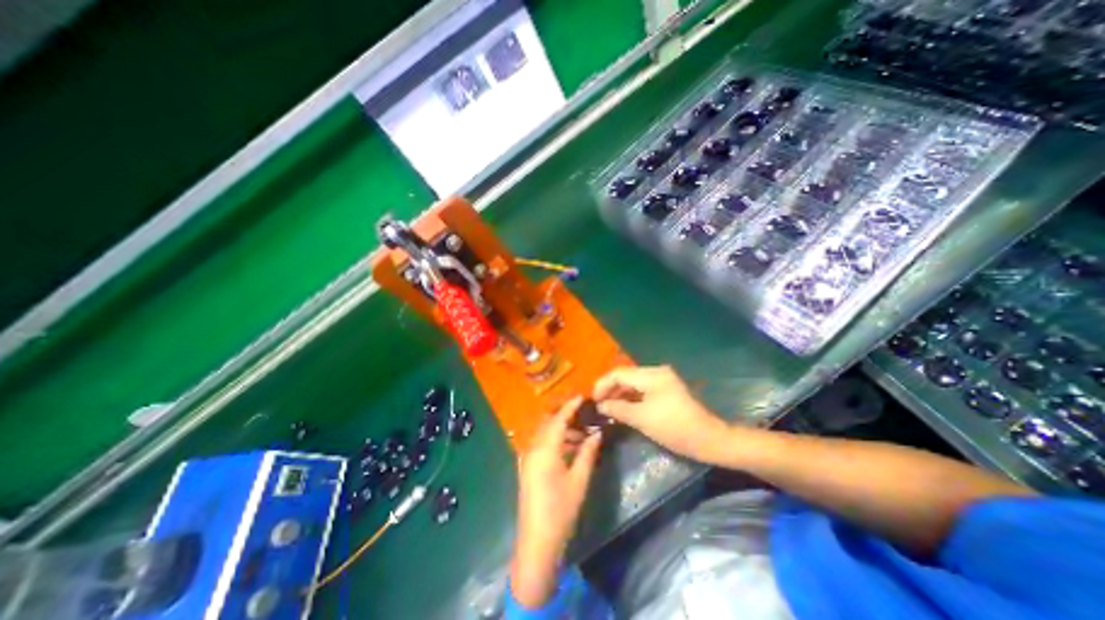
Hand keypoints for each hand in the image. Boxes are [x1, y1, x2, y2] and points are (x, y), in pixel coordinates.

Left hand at [512, 395, 602, 608]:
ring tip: (582, 434)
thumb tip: (597, 433)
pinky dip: (555, 440)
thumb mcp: (579, 481)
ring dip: (561, 429)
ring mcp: (528, 458)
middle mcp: (533, 448)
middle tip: (585, 415)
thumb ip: (587, 453)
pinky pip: (542, 444)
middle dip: (565, 416)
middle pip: (549, 423)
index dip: (570, 406)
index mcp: (545, 450)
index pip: (559, 419)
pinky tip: (570, 447)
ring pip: (545, 433)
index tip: (582, 396)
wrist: (536, 542)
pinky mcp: (528, 467)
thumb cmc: (560, 510)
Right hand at [591, 363, 731, 464]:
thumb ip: (618, 408)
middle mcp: (657, 372)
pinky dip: (631, 397)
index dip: (603, 384)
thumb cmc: (674, 428)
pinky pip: (643, 389)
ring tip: (608, 407)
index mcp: (651, 375)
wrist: (708, 439)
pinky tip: (623, 408)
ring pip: (633, 383)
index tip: (593, 399)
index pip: (619, 373)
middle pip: (626, 376)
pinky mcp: (666, 390)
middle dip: (611, 389)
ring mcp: (663, 381)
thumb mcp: (642, 419)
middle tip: (599, 405)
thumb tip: (600, 405)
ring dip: (620, 394)